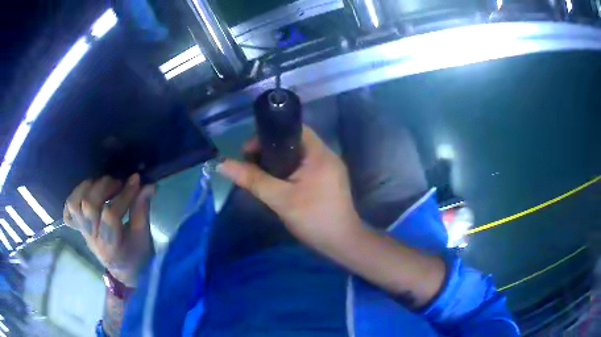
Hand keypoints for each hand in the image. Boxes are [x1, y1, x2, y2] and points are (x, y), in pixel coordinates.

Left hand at [63, 174, 154, 286]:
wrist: (124, 269)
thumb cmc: (137, 255)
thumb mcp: (143, 237)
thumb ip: (142, 210)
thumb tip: (148, 185)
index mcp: (111, 247)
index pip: (111, 216)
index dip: (123, 195)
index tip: (136, 180)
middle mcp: (93, 240)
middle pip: (88, 206)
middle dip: (104, 187)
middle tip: (118, 182)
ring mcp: (83, 233)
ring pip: (74, 204)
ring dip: (87, 187)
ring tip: (101, 183)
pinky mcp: (79, 228)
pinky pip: (68, 212)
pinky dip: (74, 198)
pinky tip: (86, 193)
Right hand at [217, 125, 362, 253]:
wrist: (342, 243)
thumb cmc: (313, 218)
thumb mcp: (280, 199)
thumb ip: (252, 179)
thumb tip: (222, 164)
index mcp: (319, 153)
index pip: (294, 129)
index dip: (269, 134)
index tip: (249, 149)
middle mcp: (327, 156)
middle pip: (294, 141)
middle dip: (270, 149)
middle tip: (250, 162)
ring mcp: (330, 169)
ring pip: (298, 156)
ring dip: (278, 161)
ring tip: (258, 172)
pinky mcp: (328, 181)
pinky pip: (304, 168)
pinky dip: (288, 170)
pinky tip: (275, 182)